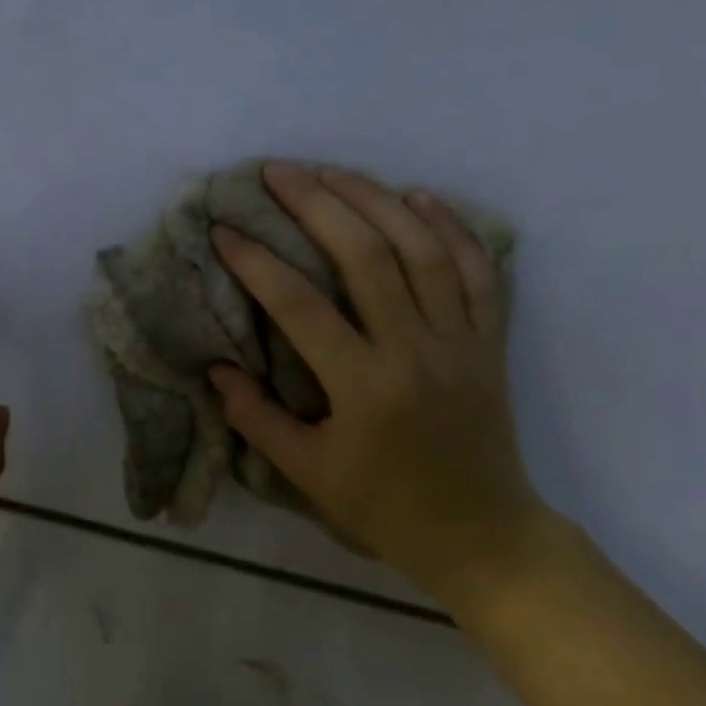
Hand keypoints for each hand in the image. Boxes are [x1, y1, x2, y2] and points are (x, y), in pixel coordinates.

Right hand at [209, 163, 543, 602]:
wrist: (483, 535)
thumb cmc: (385, 508)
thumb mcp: (308, 474)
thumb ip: (256, 419)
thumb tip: (217, 368)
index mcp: (364, 386)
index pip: (300, 306)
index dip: (256, 262)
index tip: (223, 230)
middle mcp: (415, 349)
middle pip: (365, 255)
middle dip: (316, 204)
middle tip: (277, 171)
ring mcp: (460, 340)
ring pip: (421, 249)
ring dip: (375, 200)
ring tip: (333, 171)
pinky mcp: (489, 341)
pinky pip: (477, 271)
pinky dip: (451, 227)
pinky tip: (419, 196)